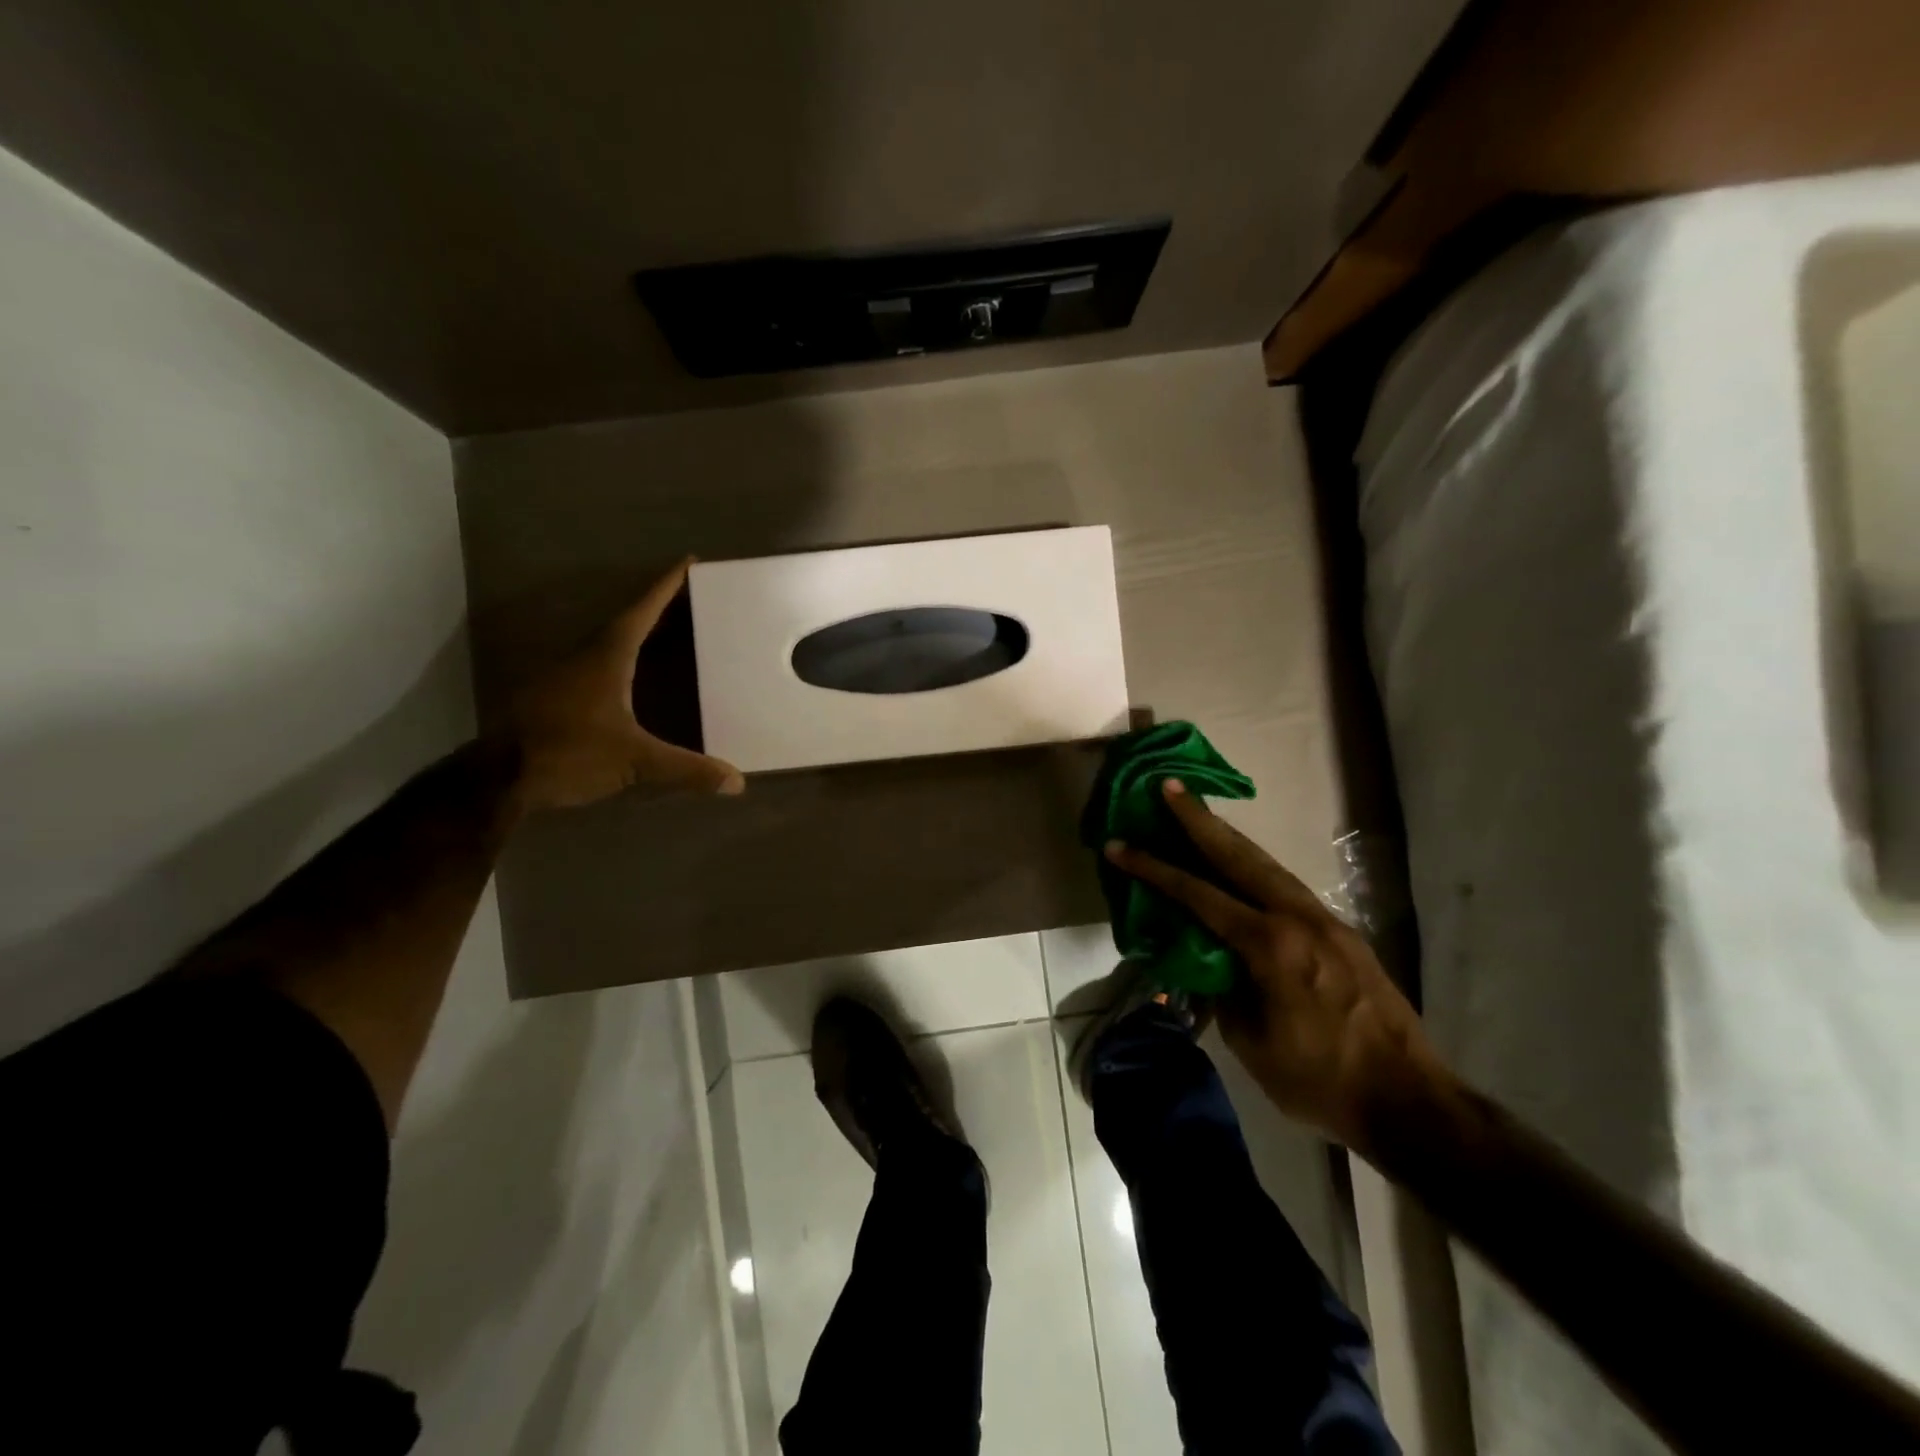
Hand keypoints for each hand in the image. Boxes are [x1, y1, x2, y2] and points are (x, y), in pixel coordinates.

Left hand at [505, 559, 744, 811]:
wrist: (497, 778)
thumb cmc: (569, 753)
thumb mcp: (635, 761)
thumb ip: (686, 769)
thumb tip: (738, 782)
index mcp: (608, 657)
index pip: (643, 611)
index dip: (667, 587)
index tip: (688, 562)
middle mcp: (584, 656)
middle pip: (627, 621)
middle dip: (658, 608)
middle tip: (689, 600)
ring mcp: (564, 675)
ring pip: (607, 643)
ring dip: (637, 633)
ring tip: (666, 633)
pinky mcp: (552, 697)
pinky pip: (595, 665)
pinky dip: (620, 660)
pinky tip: (630, 677)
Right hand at [1105, 781, 1444, 1153]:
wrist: (1409, 1101)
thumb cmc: (1318, 1079)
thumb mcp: (1250, 1040)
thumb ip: (1222, 988)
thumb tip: (1207, 962)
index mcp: (1269, 945)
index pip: (1197, 894)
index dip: (1153, 868)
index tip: (1120, 845)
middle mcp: (1298, 918)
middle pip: (1238, 855)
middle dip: (1198, 819)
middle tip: (1170, 786)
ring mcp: (1325, 921)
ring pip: (1267, 864)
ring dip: (1228, 837)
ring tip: (1200, 813)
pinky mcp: (1342, 932)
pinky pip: (1288, 886)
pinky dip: (1256, 867)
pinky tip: (1243, 867)